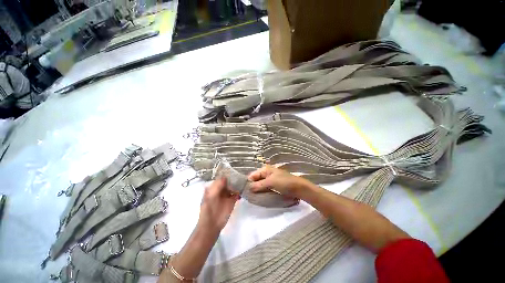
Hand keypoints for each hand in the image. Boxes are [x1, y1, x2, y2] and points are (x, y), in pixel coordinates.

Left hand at [198, 178, 239, 233]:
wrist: (211, 225)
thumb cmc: (209, 210)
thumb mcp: (211, 196)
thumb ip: (217, 186)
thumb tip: (225, 177)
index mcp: (213, 188)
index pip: (221, 178)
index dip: (226, 175)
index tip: (234, 171)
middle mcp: (220, 190)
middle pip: (228, 181)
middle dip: (233, 179)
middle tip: (240, 175)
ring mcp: (226, 195)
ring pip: (233, 186)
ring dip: (237, 184)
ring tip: (243, 181)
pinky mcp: (232, 200)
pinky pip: (237, 193)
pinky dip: (239, 191)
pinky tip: (242, 189)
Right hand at [248, 165, 307, 197]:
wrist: (298, 188)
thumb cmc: (284, 182)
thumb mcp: (270, 182)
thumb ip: (259, 185)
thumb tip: (248, 188)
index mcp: (265, 169)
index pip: (253, 175)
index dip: (248, 182)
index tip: (244, 191)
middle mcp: (266, 173)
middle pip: (256, 179)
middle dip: (252, 186)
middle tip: (248, 196)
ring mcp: (270, 179)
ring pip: (259, 184)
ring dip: (256, 190)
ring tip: (252, 197)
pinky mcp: (273, 185)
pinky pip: (264, 187)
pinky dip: (261, 191)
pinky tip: (259, 196)